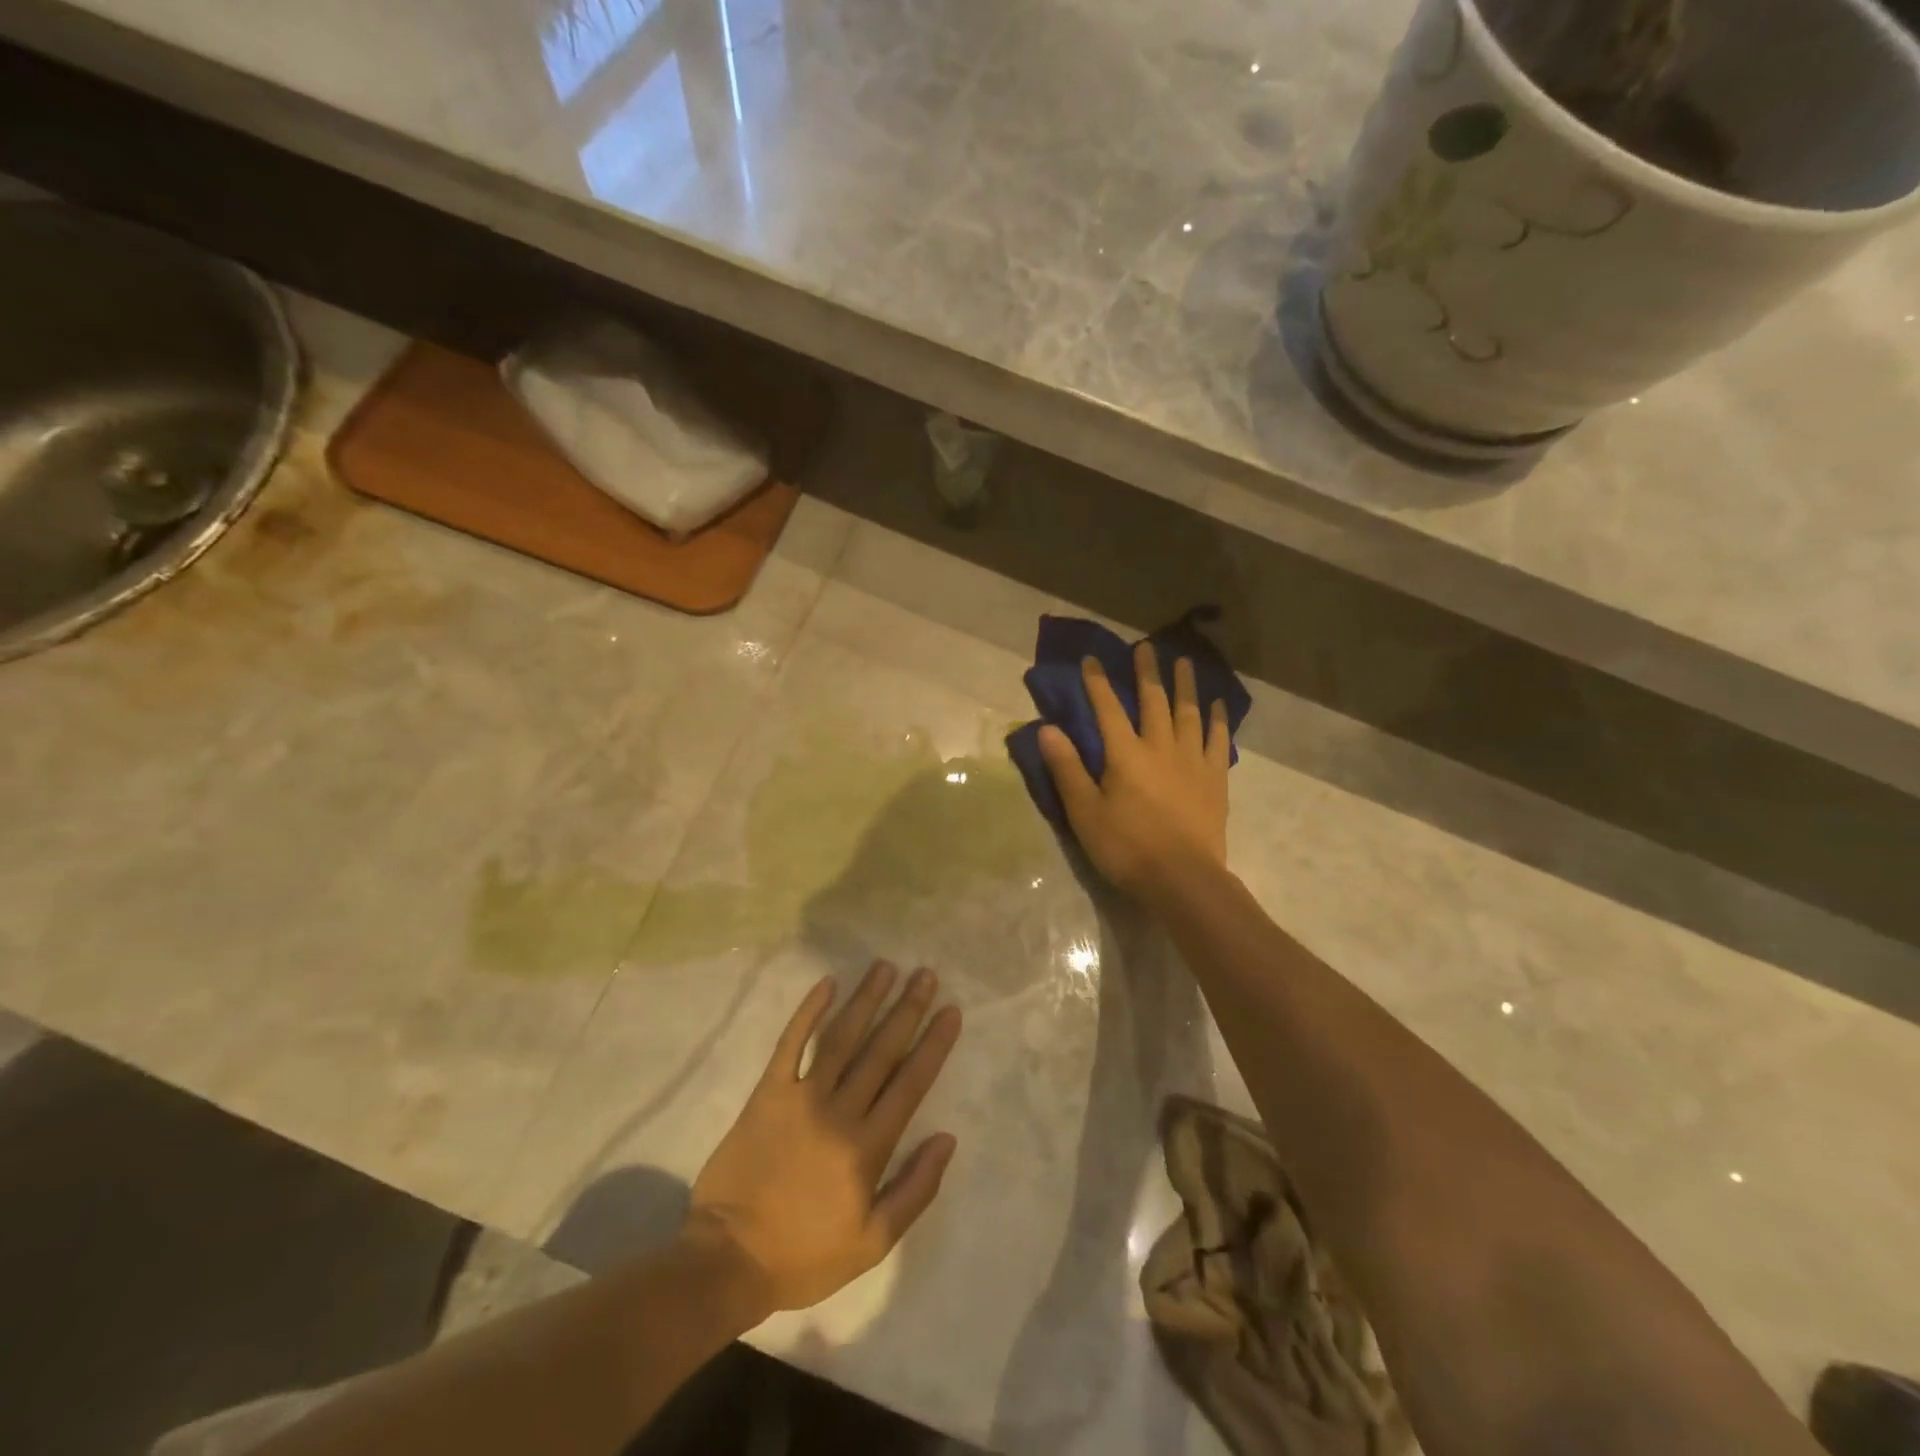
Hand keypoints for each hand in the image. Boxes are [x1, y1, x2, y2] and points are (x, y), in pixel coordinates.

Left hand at [681, 962, 961, 1316]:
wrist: (728, 1260)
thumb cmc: (805, 1254)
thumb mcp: (873, 1242)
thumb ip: (915, 1188)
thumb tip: (947, 1138)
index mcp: (868, 1147)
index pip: (910, 1083)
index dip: (933, 1044)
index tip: (950, 1011)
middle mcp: (839, 1111)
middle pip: (880, 1050)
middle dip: (907, 1009)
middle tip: (925, 974)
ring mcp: (800, 1097)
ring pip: (841, 1037)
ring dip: (866, 999)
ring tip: (886, 967)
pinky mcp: (767, 1092)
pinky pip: (790, 1043)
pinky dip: (808, 1011)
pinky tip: (828, 983)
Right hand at [1038, 642, 1230, 899]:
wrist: (1182, 879)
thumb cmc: (1126, 847)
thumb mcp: (1084, 812)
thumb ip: (1067, 768)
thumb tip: (1048, 729)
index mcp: (1125, 754)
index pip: (1107, 709)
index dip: (1097, 682)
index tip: (1091, 659)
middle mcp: (1160, 747)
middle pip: (1153, 701)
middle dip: (1146, 672)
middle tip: (1145, 647)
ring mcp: (1193, 761)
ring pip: (1188, 713)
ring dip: (1184, 686)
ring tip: (1184, 663)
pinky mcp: (1215, 778)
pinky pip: (1218, 740)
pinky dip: (1217, 720)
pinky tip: (1218, 705)